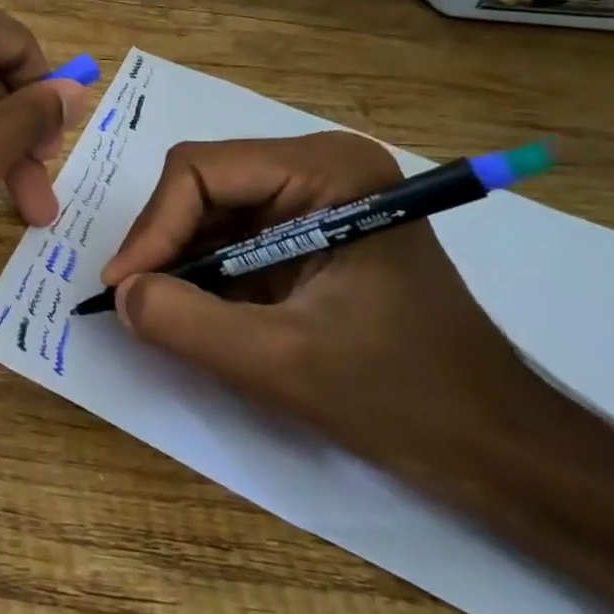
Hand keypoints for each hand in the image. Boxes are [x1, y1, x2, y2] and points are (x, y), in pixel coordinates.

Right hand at [101, 132, 543, 478]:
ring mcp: (313, 199)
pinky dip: (200, 275)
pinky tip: (195, 312)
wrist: (492, 446)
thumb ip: (185, 322)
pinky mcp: (305, 233)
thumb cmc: (403, 395)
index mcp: (328, 170)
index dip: (153, 228)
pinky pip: (227, 238)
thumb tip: (120, 294)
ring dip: (178, 262)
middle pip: (200, 186)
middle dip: (163, 244)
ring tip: (162, 311)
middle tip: (135, 301)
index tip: (124, 288)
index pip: (200, 171)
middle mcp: (318, 167)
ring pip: (206, 212)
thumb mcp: (280, 361)